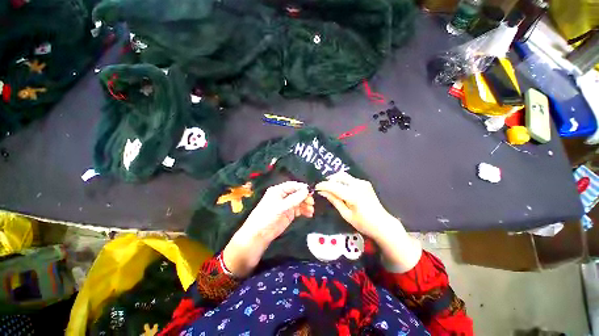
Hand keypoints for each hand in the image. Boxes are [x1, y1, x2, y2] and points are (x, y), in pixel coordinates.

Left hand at [223, 181, 313, 276]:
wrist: (259, 234)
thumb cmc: (267, 217)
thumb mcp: (281, 207)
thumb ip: (294, 199)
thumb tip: (306, 190)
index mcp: (278, 190)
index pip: (292, 185)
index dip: (302, 188)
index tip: (310, 191)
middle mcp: (283, 196)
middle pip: (297, 193)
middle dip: (305, 197)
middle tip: (312, 202)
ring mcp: (287, 205)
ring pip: (300, 201)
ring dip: (306, 204)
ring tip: (311, 210)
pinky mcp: (289, 213)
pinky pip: (299, 209)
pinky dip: (305, 211)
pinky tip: (309, 214)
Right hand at [315, 172, 392, 239]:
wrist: (383, 224)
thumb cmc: (363, 223)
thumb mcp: (346, 214)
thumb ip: (334, 200)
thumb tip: (322, 192)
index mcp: (353, 195)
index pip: (333, 186)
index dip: (323, 185)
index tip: (316, 187)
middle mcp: (358, 185)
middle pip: (339, 176)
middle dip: (329, 180)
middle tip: (323, 188)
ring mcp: (363, 183)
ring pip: (344, 176)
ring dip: (336, 180)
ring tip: (331, 189)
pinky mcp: (365, 183)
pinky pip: (350, 179)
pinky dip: (343, 182)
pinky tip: (341, 190)